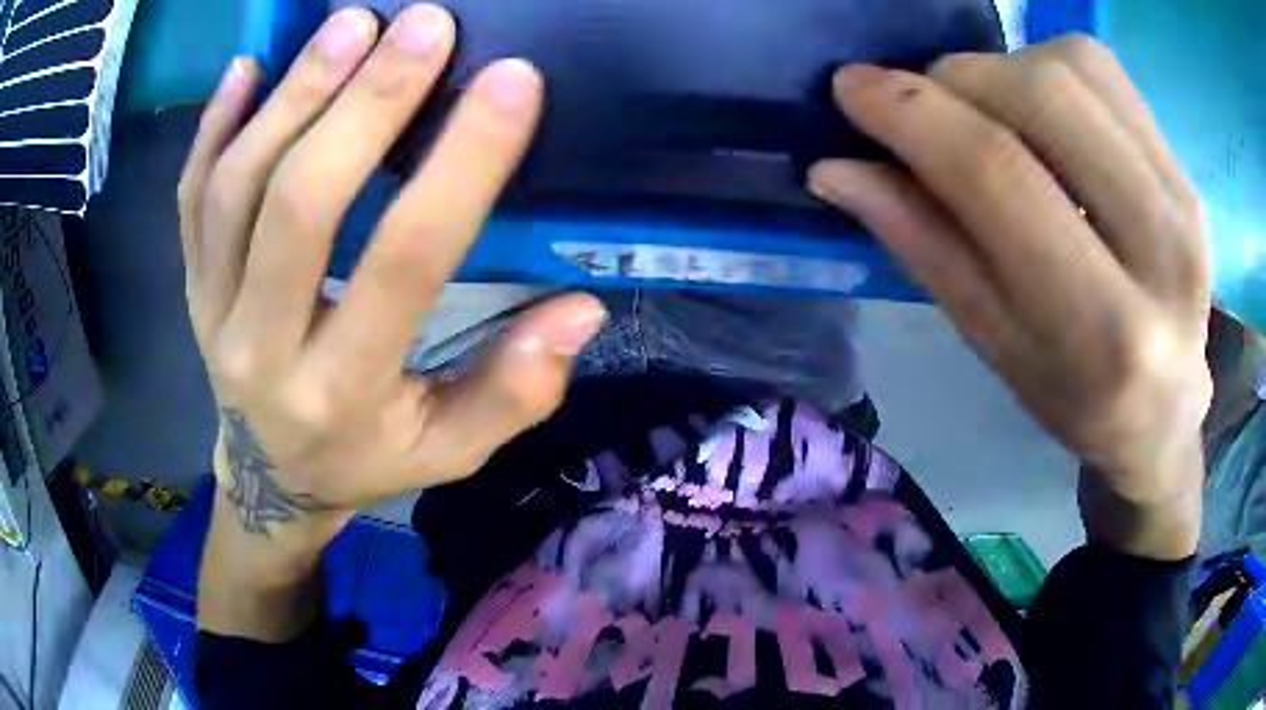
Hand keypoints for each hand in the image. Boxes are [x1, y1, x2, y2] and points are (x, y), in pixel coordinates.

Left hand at [179, 5, 604, 547]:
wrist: (269, 480)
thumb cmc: (364, 460)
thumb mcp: (447, 453)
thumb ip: (513, 393)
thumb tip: (581, 311)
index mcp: (341, 392)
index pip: (403, 264)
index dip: (460, 167)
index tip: (511, 82)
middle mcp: (263, 349)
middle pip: (299, 209)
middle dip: (364, 106)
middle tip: (423, 25)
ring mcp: (212, 310)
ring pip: (235, 190)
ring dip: (292, 96)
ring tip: (350, 24)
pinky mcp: (190, 284)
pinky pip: (189, 197)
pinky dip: (212, 124)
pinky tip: (248, 65)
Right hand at [809, 35, 1210, 559]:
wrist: (1166, 407)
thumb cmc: (1075, 398)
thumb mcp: (995, 346)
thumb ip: (925, 248)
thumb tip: (836, 170)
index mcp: (1104, 330)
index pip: (999, 176)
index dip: (913, 115)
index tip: (850, 88)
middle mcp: (1161, 251)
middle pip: (1042, 96)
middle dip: (958, 81)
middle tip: (931, 111)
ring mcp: (1183, 200)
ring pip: (1074, 67)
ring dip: (1004, 69)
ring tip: (993, 115)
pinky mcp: (1186, 169)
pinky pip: (1105, 71)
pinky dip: (1051, 66)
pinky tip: (1045, 112)